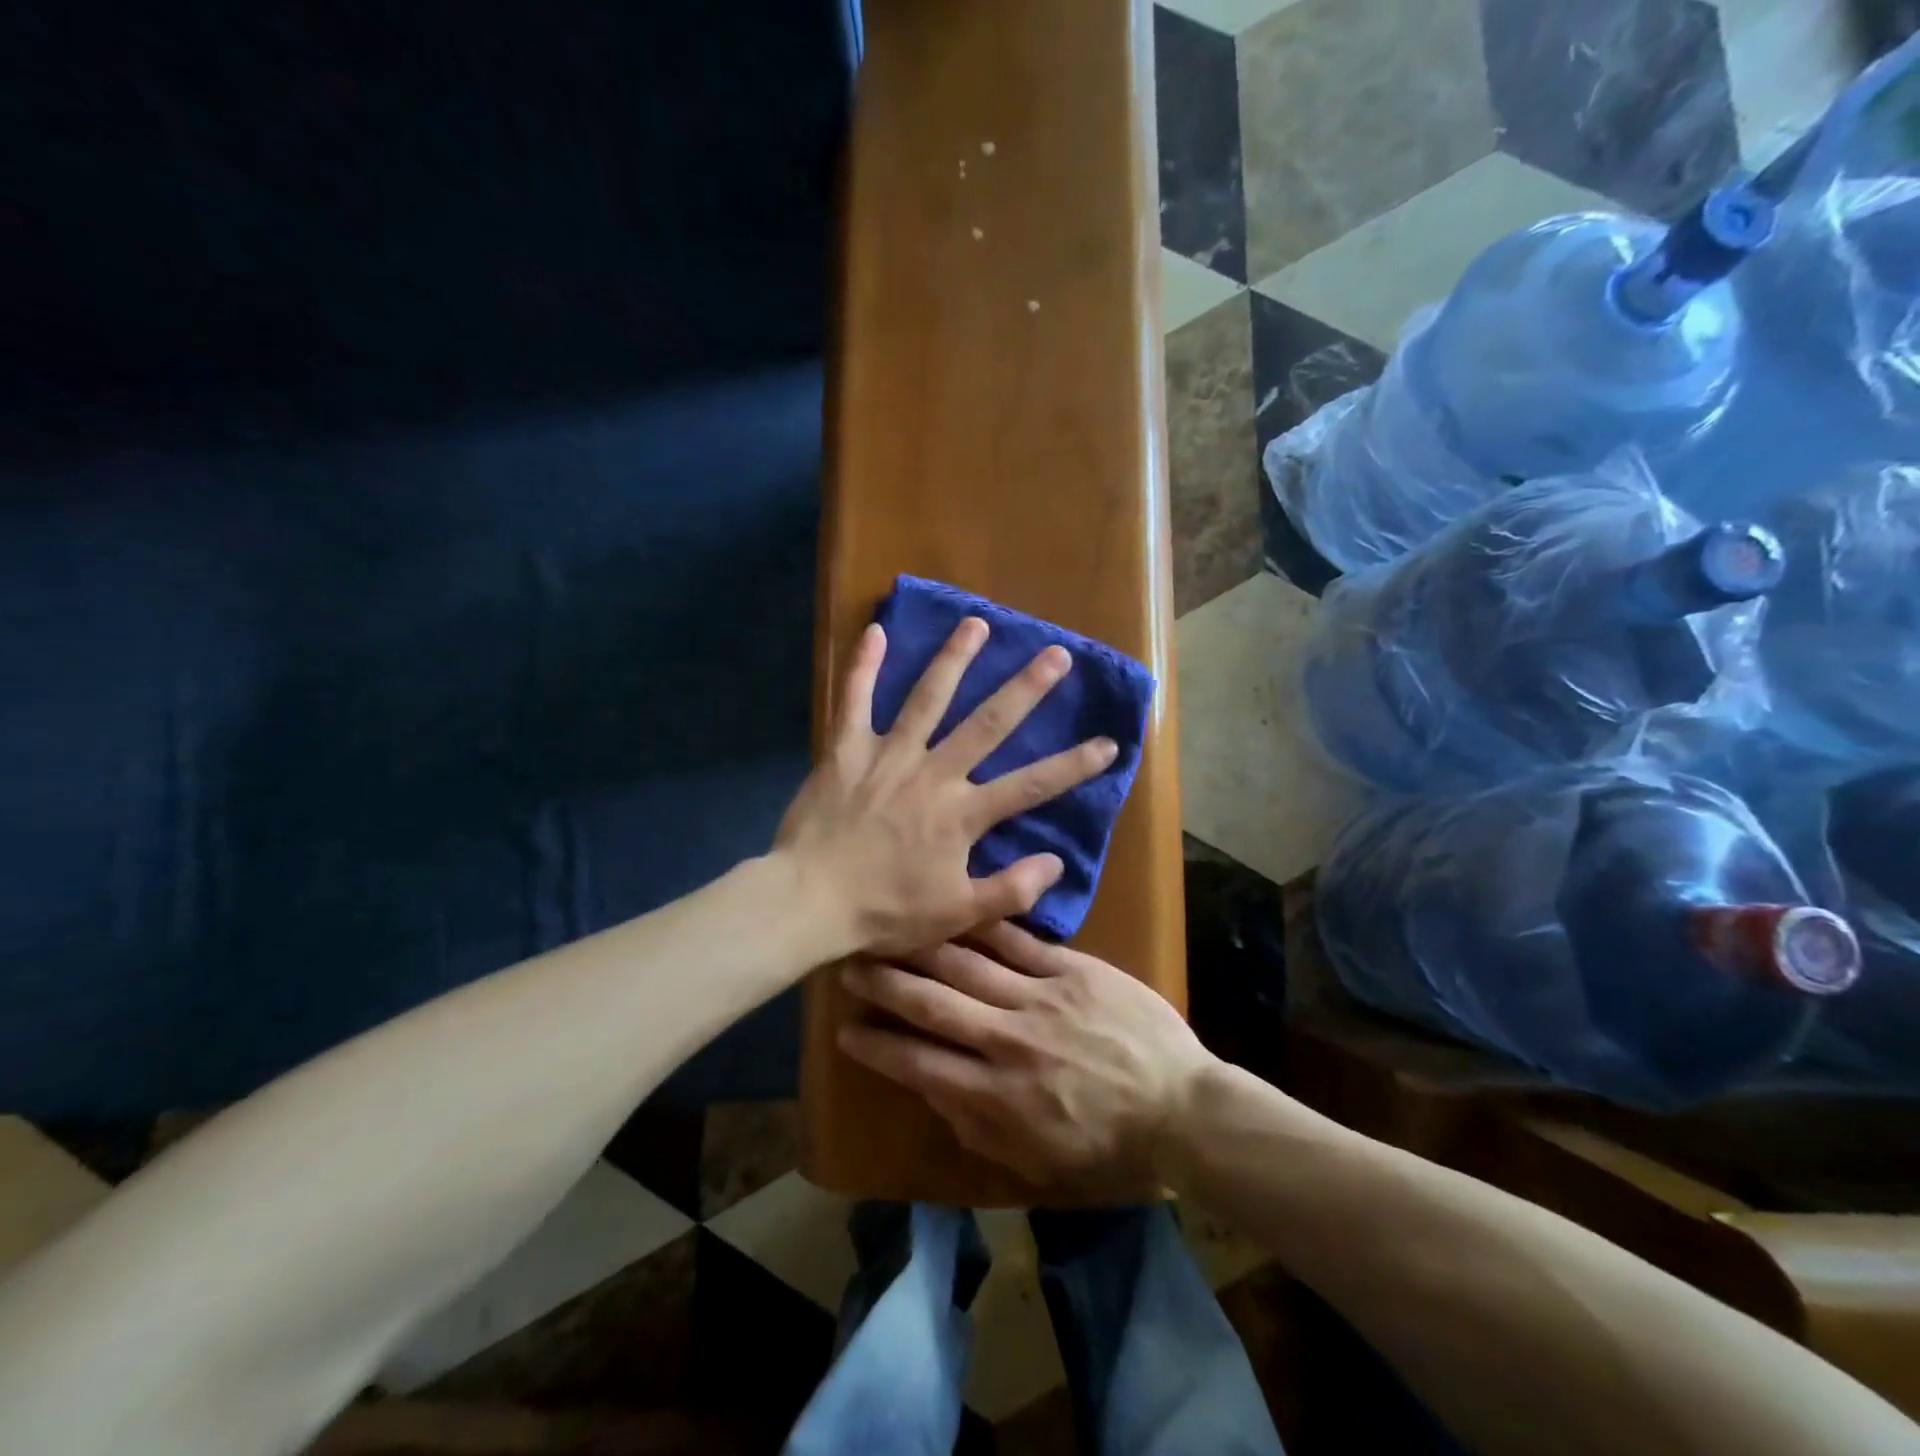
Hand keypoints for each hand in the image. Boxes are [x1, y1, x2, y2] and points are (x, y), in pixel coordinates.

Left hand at [775, 618, 1118, 956]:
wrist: (808, 902)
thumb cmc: (884, 912)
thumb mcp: (956, 915)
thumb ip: (1010, 889)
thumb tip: (1056, 861)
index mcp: (962, 814)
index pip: (1031, 785)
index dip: (1074, 765)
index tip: (1109, 742)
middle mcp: (932, 773)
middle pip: (988, 723)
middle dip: (1026, 688)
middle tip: (1056, 654)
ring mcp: (887, 755)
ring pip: (927, 698)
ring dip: (954, 659)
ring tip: (977, 624)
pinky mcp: (846, 750)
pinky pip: (854, 700)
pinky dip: (864, 665)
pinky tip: (877, 630)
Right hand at [836, 921, 1214, 1192]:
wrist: (1181, 1107)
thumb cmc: (1108, 1144)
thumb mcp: (1035, 1162)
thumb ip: (977, 1128)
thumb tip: (934, 1089)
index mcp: (997, 1097)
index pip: (919, 1064)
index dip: (877, 1047)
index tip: (845, 1031)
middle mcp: (1009, 1041)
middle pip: (933, 1004)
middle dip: (885, 985)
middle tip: (849, 966)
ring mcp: (1041, 998)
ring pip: (967, 965)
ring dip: (923, 949)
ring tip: (891, 932)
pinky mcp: (1074, 970)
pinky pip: (1019, 942)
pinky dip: (984, 927)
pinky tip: (958, 908)